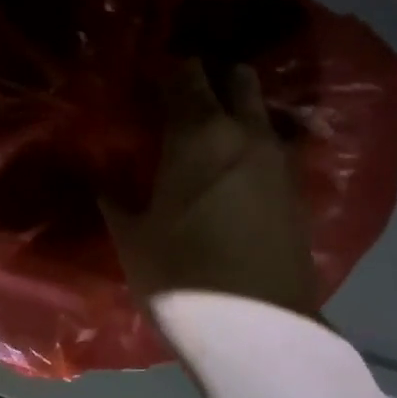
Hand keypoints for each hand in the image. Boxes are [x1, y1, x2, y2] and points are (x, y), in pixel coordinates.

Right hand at [103, 59, 318, 315]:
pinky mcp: (296, 190)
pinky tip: (229, 170)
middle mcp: (246, 134)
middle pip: (236, 78)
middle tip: (178, 97)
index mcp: (199, 134)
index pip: (185, 73)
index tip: (145, 77)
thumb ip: (113, 196)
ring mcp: (279, 161)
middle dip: (209, 77)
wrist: (255, 328)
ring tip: (204, 132)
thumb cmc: (180, 275)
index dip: (165, 68)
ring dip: (234, 109)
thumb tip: (100, 176)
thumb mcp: (131, 236)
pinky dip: (250, 144)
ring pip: (259, 111)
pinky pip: (271, 147)